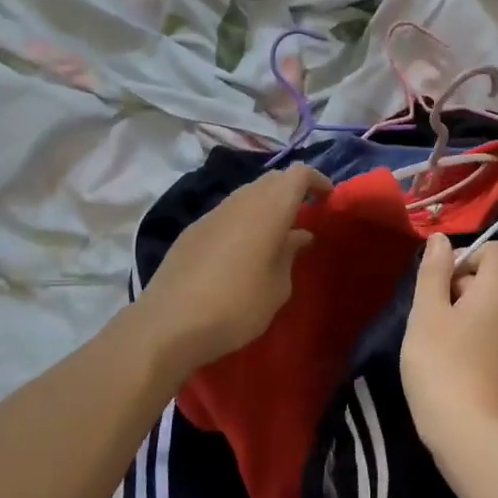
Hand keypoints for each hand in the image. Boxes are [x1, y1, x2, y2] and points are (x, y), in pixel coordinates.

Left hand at [133, 163, 331, 382]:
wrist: (169, 324)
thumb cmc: (237, 306)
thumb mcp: (277, 288)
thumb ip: (289, 254)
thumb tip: (298, 235)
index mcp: (269, 210)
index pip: (298, 173)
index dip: (316, 180)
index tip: (328, 199)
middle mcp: (241, 201)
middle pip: (272, 178)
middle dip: (292, 190)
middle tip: (304, 216)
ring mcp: (213, 213)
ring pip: (247, 193)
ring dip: (266, 204)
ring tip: (276, 234)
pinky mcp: (193, 229)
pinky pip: (227, 212)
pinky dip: (244, 218)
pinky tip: (243, 249)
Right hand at [401, 236, 497, 452]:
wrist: (467, 432)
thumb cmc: (441, 364)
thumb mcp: (427, 312)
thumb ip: (434, 271)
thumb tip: (442, 240)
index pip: (496, 249)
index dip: (466, 254)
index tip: (440, 280)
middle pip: (488, 277)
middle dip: (457, 284)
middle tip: (429, 313)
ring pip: (485, 305)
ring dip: (458, 311)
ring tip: (434, 337)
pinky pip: (487, 330)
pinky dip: (467, 333)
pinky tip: (446, 358)